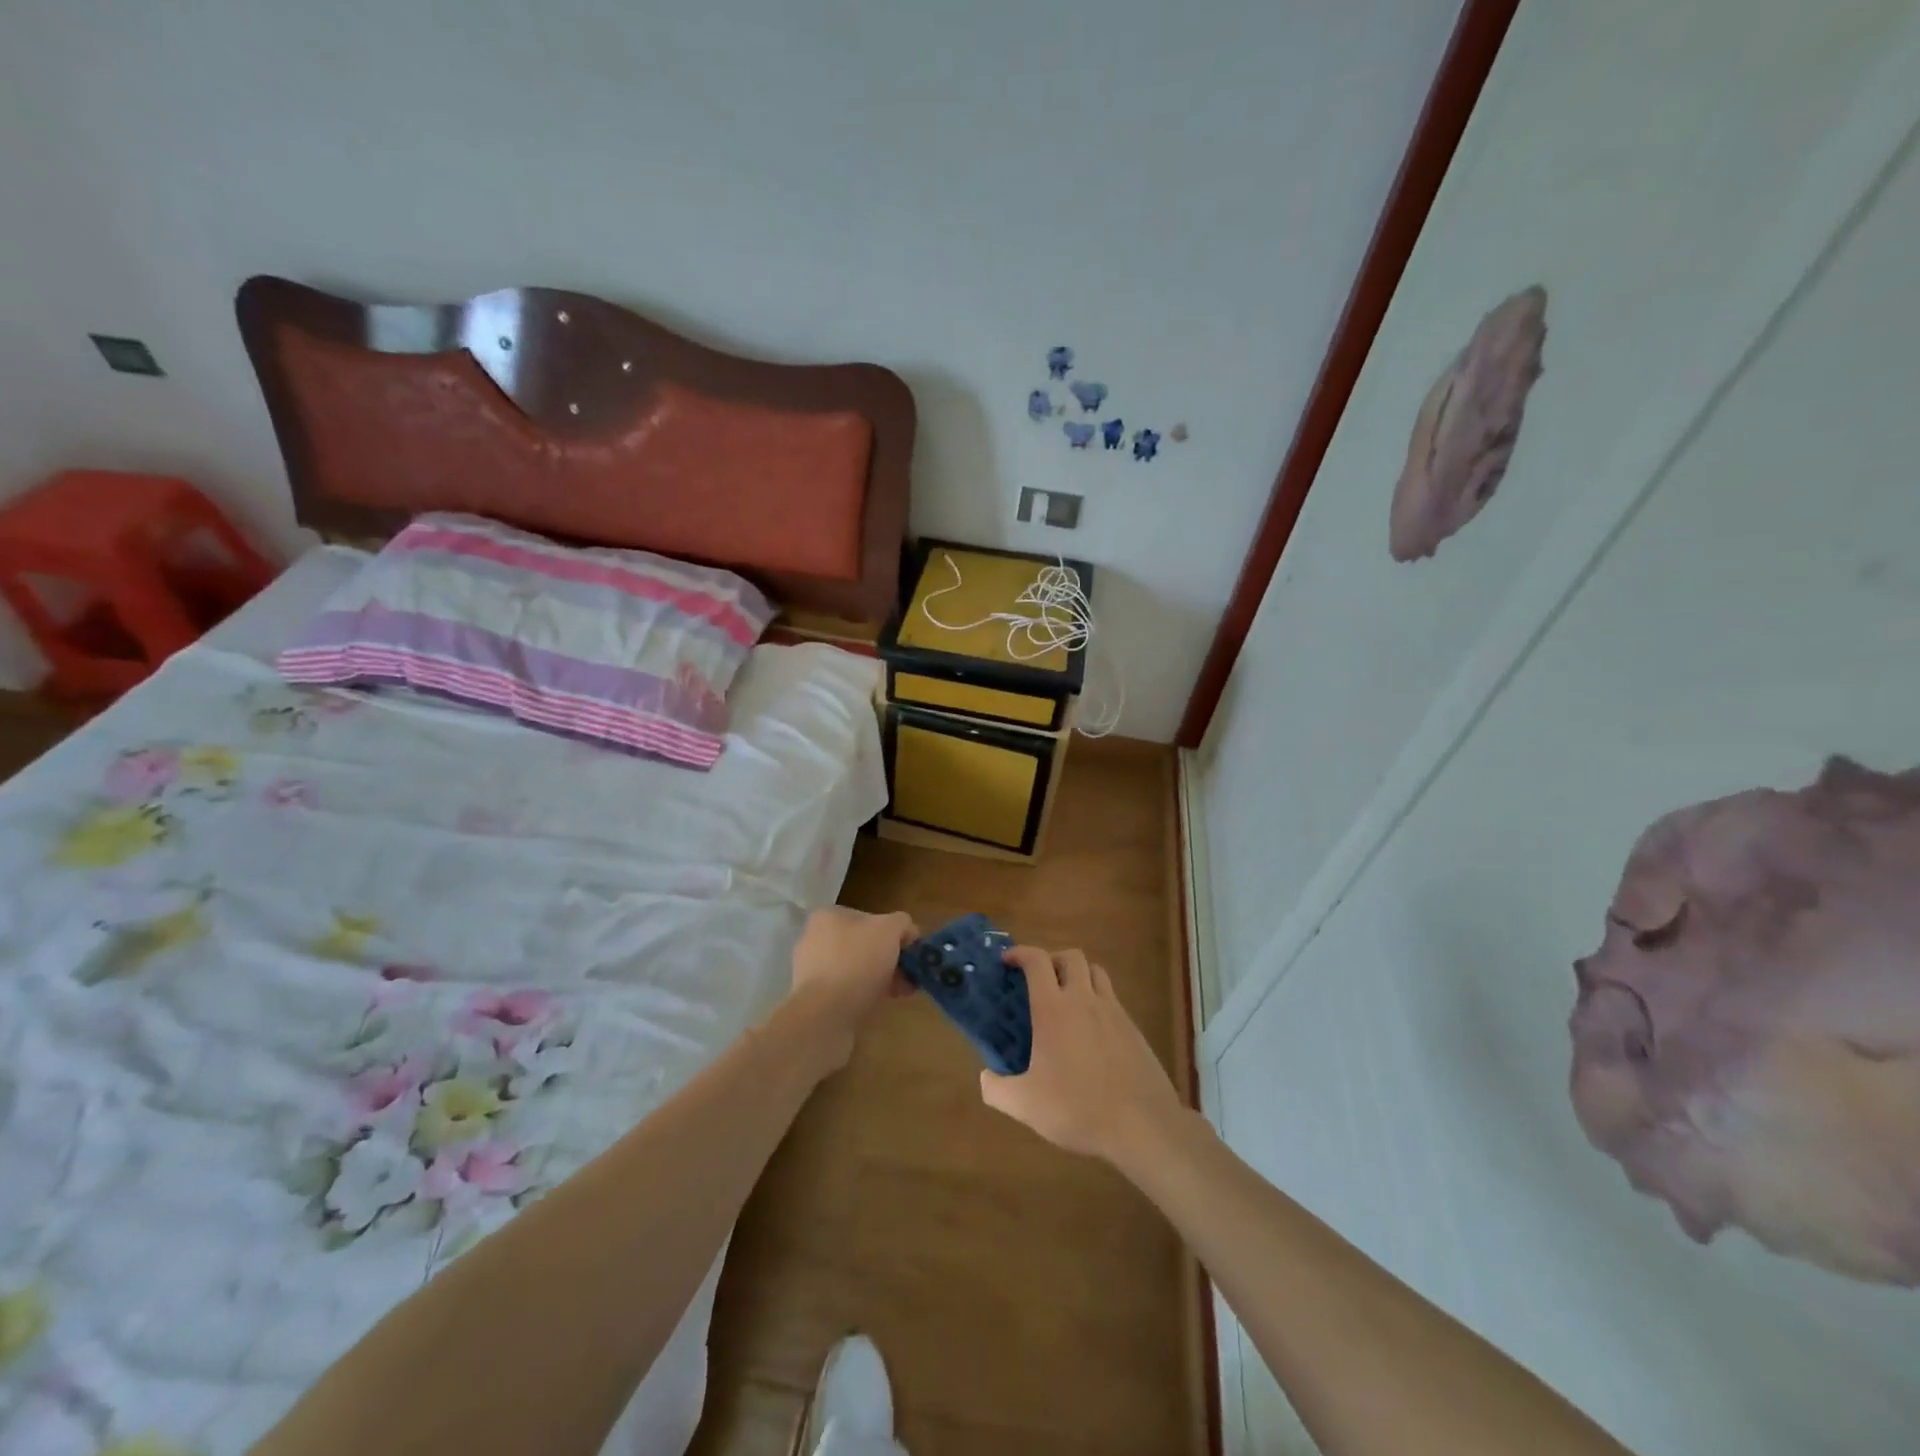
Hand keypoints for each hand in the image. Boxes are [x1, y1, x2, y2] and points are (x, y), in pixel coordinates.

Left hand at [782, 907, 918, 1072]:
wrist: (824, 1016)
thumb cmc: (856, 963)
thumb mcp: (889, 930)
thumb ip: (901, 923)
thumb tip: (907, 932)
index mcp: (829, 917)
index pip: (871, 917)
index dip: (896, 932)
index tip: (912, 951)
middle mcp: (816, 939)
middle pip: (865, 944)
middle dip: (891, 959)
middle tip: (910, 975)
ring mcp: (813, 971)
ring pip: (858, 969)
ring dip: (882, 979)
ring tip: (902, 992)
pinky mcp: (815, 999)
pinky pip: (847, 991)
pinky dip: (866, 995)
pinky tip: (882, 1004)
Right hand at [979, 946, 1183, 1161]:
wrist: (1142, 1125)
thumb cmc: (1077, 1108)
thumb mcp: (1025, 1105)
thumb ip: (996, 1089)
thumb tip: (985, 1077)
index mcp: (1054, 1009)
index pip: (1037, 961)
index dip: (1020, 953)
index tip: (1007, 960)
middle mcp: (1084, 1000)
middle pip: (1071, 957)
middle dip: (1052, 959)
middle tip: (1039, 980)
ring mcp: (1113, 1011)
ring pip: (1096, 972)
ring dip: (1078, 974)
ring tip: (1066, 998)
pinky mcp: (1133, 1028)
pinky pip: (1112, 998)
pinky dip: (1098, 1000)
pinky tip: (1091, 1030)